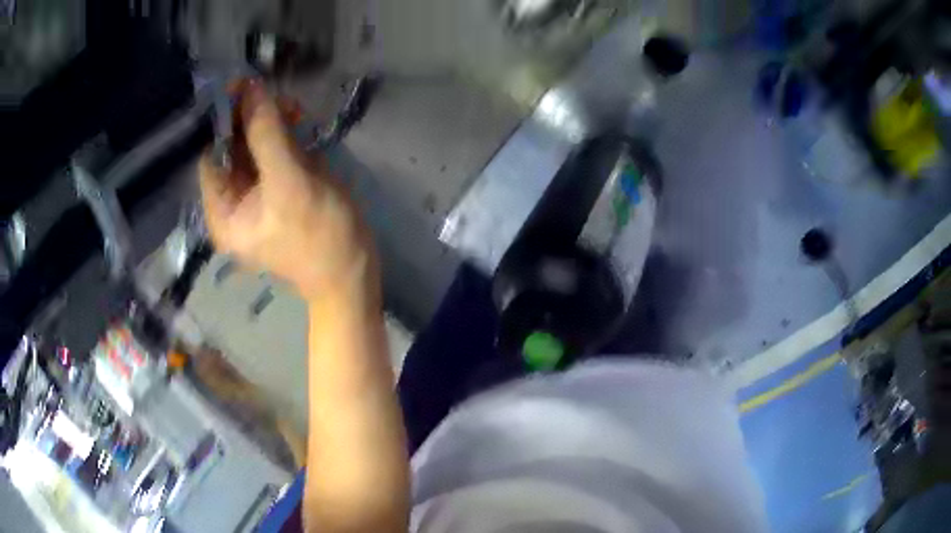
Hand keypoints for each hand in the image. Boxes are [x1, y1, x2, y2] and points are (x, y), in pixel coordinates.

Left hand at [199, 82, 377, 302]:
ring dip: (271, 121)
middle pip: (233, 147)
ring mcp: (258, 192)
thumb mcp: (289, 184)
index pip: (211, 155)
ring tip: (294, 109)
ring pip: (255, 144)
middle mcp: (234, 200)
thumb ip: (266, 135)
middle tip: (274, 94)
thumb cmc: (318, 236)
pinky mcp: (281, 185)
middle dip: (251, 119)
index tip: (243, 88)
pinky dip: (284, 132)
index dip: (224, 122)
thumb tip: (249, 88)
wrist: (354, 269)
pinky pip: (274, 150)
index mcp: (222, 211)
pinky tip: (298, 121)